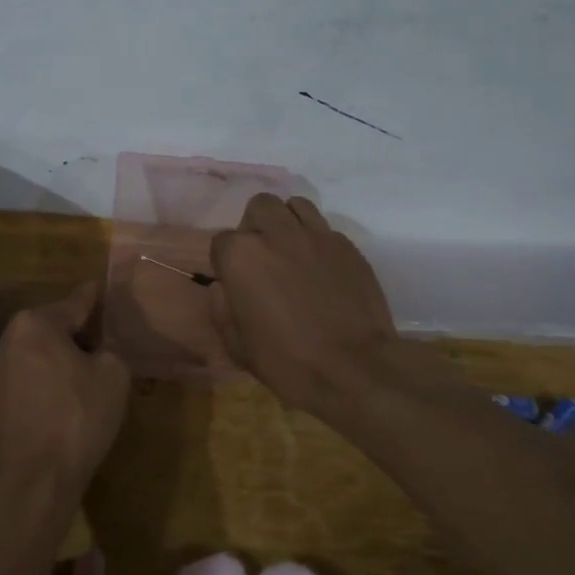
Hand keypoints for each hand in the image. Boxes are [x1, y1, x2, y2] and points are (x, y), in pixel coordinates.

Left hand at [0, 282, 130, 507]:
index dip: (94, 298)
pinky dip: (46, 383)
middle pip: (53, 328)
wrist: (29, 484)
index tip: (101, 288)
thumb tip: (98, 351)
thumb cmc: (76, 419)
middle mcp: (9, 339)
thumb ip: (110, 350)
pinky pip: (27, 380)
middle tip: (106, 344)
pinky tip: (64, 402)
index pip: (75, 302)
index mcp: (36, 323)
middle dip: (78, 334)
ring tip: (88, 376)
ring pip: (39, 355)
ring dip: (61, 361)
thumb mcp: (113, 376)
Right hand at [209, 194, 395, 416]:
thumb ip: (222, 306)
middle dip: (257, 225)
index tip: (236, 281)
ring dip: (288, 222)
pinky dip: (318, 242)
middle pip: (260, 206)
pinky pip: (325, 229)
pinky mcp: (347, 245)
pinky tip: (322, 268)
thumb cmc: (286, 361)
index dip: (227, 261)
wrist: (353, 369)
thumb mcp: (237, 344)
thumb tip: (225, 287)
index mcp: (242, 255)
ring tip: (292, 250)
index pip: (222, 240)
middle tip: (263, 256)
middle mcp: (277, 233)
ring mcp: (316, 235)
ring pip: (296, 206)